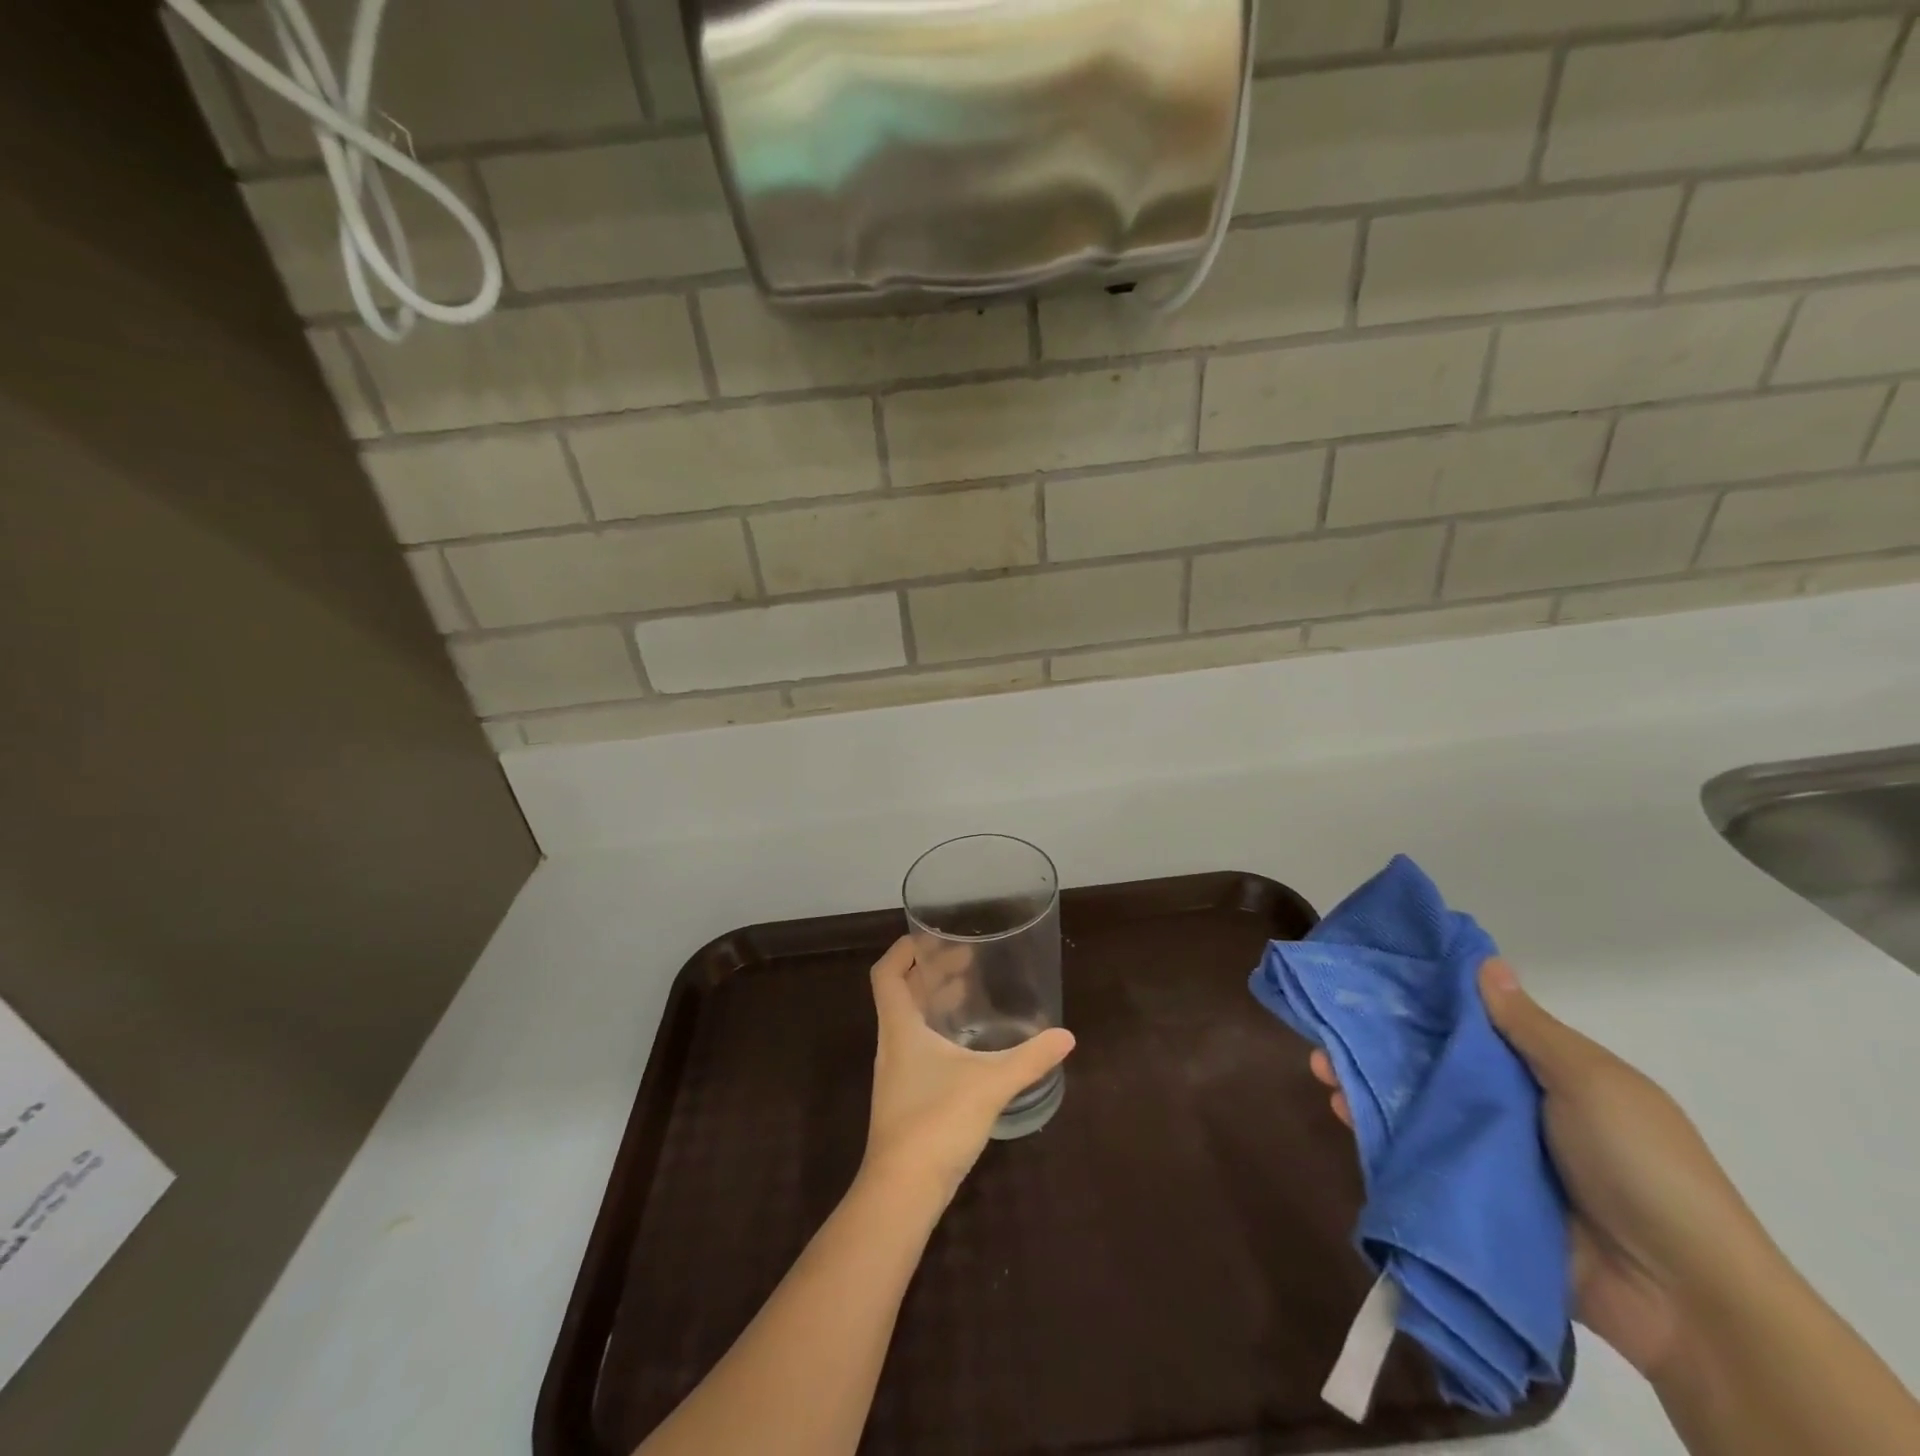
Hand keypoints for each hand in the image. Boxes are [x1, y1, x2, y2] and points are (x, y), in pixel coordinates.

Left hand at [861, 936, 1075, 1205]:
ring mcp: (896, 1072)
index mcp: (900, 1027)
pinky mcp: (906, 1097)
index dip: (904, 949)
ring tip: (968, 992)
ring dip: (934, 1001)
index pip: (887, 973)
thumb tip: (1066, 1037)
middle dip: (929, 971)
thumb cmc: (937, 1121)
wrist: (903, 1191)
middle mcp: (892, 1044)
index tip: (934, 936)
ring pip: (909, 1021)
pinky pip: (918, 1047)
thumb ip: (1029, 1058)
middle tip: (966, 959)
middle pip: (901, 993)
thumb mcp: (990, 1083)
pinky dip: (938, 1032)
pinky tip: (968, 1044)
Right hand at [1310, 959, 1776, 1382]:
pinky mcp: (1472, 1196)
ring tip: (1321, 1068)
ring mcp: (1489, 1153)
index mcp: (1544, 1073)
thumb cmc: (1641, 1167)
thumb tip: (1486, 961)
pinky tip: (1342, 1112)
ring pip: (1415, 1106)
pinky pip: (1416, 1155)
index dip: (1423, 1000)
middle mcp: (1511, 1107)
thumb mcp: (1591, 1082)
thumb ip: (1528, 1027)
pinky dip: (1377, 1133)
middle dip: (1379, 1042)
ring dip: (1367, 1084)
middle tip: (1328, 1026)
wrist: (1682, 1298)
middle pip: (1432, 1063)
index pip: (1470, 1024)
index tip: (1372, 977)